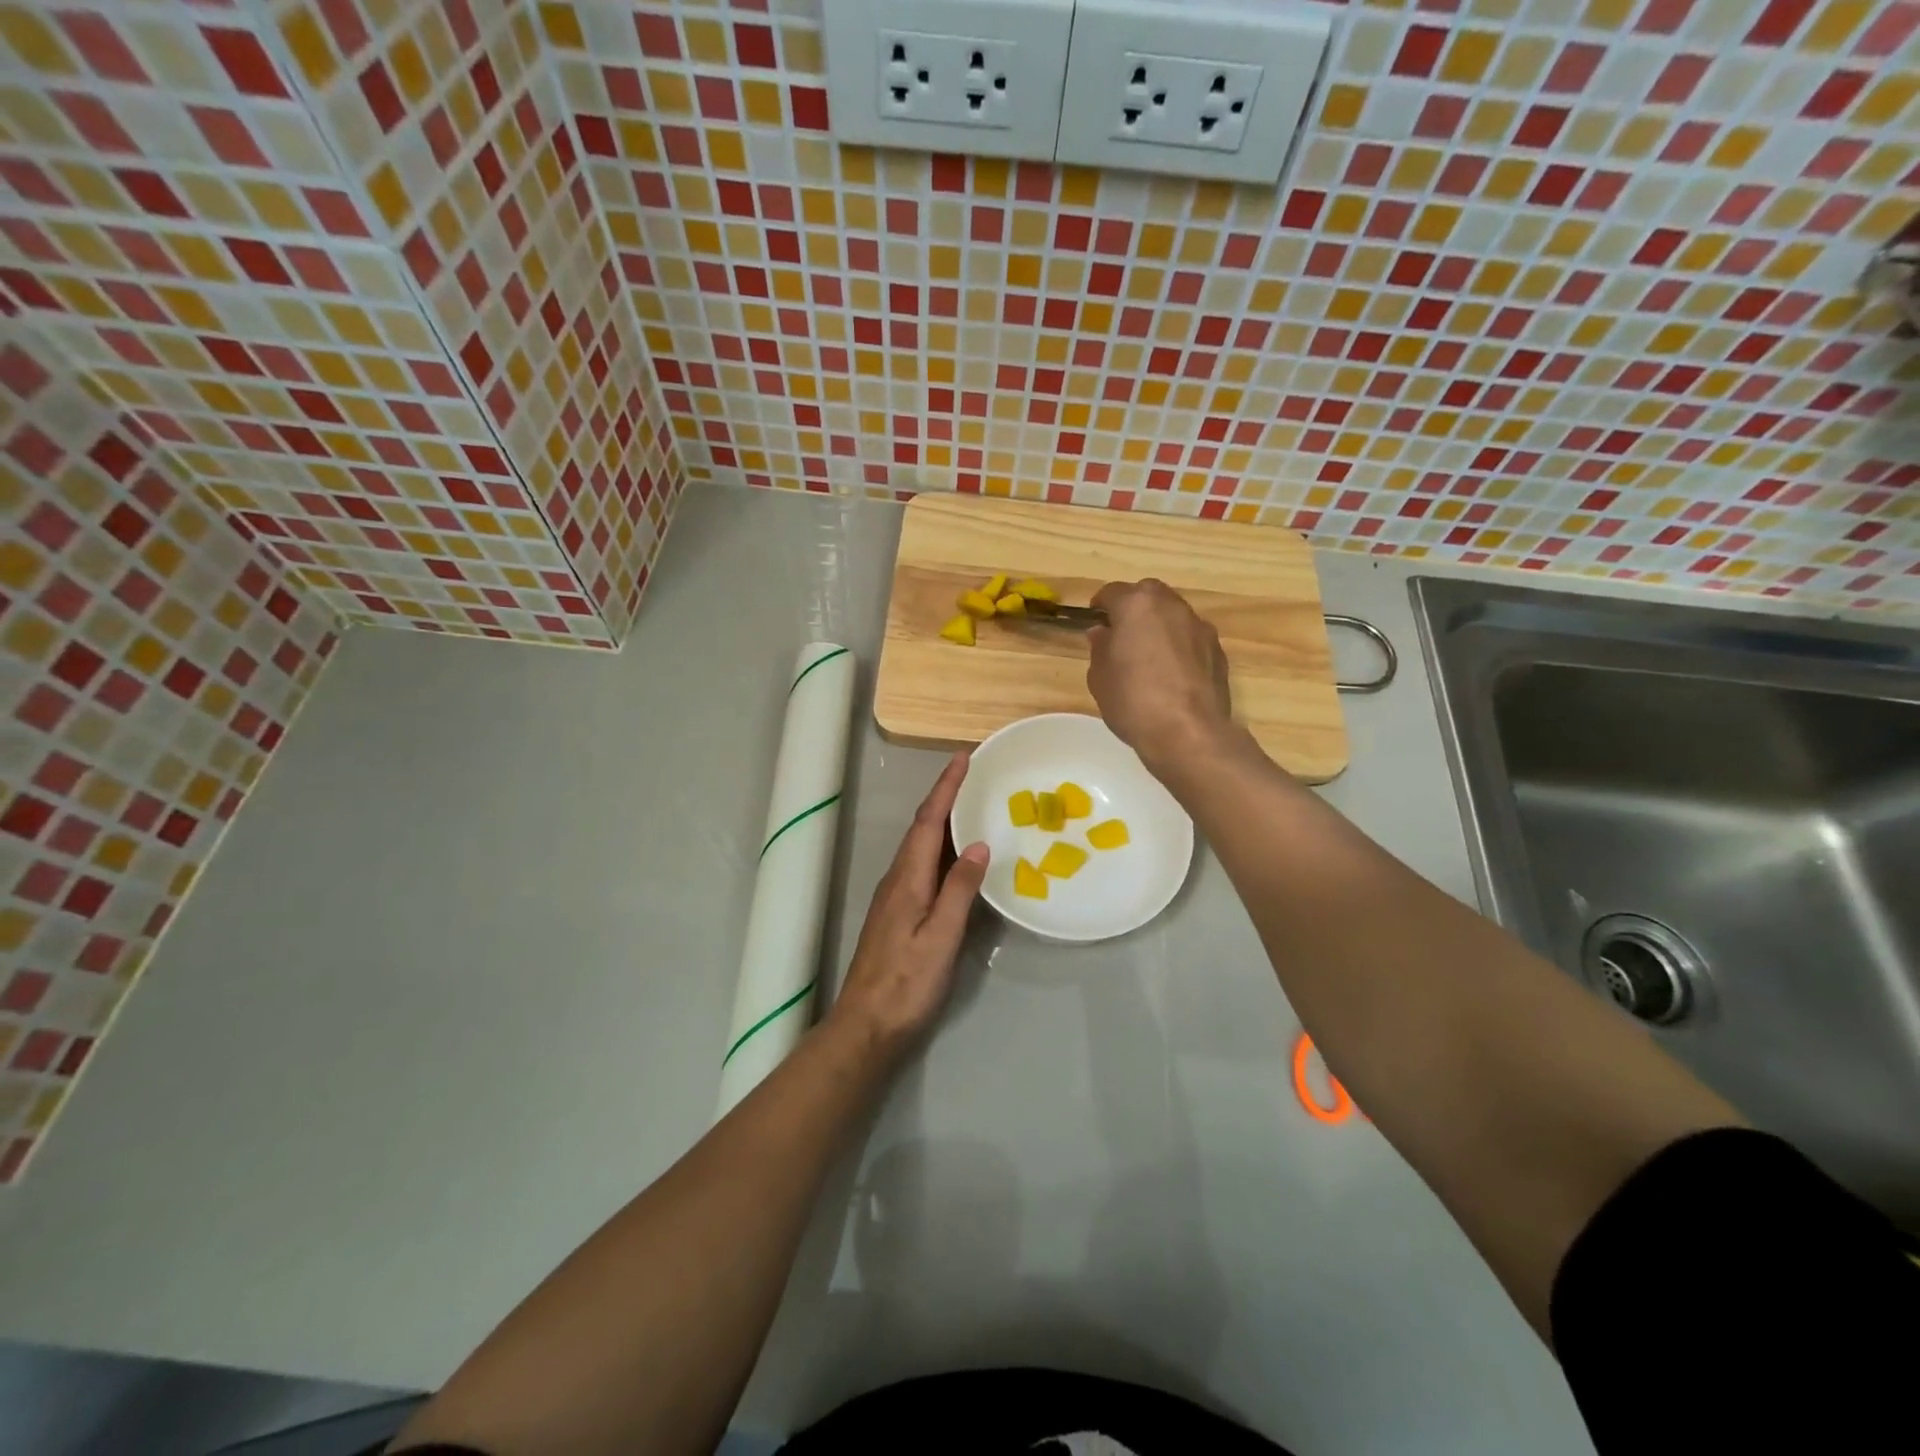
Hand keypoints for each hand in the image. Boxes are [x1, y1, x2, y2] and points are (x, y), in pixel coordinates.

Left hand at [829, 753, 988, 1062]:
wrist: (867, 1025)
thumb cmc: (907, 982)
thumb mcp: (941, 936)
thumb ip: (960, 889)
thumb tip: (979, 844)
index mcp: (908, 878)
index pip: (929, 820)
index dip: (946, 787)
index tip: (963, 757)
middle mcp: (898, 878)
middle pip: (923, 827)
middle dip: (945, 796)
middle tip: (973, 774)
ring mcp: (895, 896)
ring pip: (921, 845)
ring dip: (943, 819)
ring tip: (970, 804)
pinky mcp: (898, 912)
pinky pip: (922, 864)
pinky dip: (941, 847)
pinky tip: (957, 856)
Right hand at [1087, 579, 1234, 772]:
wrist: (1188, 733)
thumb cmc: (1133, 701)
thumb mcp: (1100, 677)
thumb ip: (1100, 648)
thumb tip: (1103, 633)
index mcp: (1137, 606)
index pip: (1113, 592)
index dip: (1101, 605)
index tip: (1095, 620)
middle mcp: (1171, 607)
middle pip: (1148, 595)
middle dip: (1134, 608)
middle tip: (1122, 634)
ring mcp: (1200, 627)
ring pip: (1174, 615)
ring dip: (1160, 626)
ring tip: (1148, 656)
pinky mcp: (1218, 651)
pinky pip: (1191, 638)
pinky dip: (1180, 646)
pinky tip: (1172, 674)